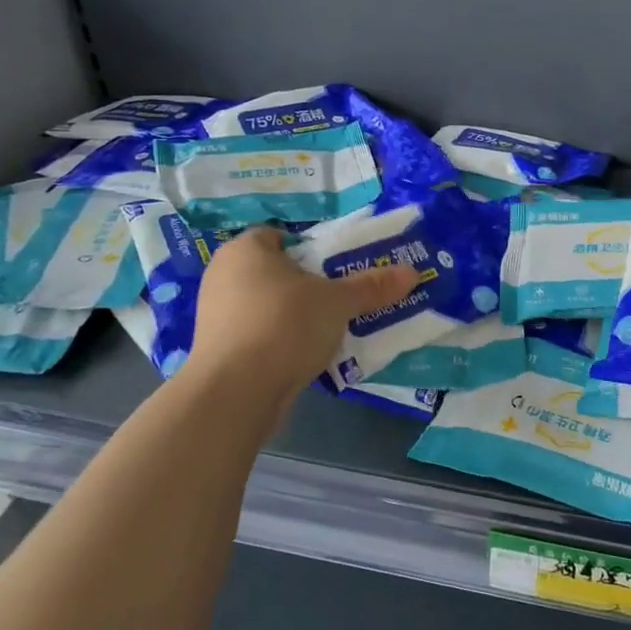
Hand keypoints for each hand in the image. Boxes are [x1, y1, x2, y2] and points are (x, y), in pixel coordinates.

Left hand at [184, 228, 416, 403]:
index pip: (282, 236)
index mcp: (246, 249)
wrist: (235, 393)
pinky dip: (282, 340)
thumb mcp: (337, 302)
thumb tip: (412, 272)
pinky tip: (308, 354)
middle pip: (278, 272)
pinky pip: (260, 334)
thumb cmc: (284, 325)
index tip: (340, 268)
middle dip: (310, 285)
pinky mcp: (220, 350)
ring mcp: (217, 315)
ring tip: (333, 328)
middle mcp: (224, 275)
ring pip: (270, 306)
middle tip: (343, 297)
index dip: (313, 249)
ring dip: (298, 315)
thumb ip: (372, 286)